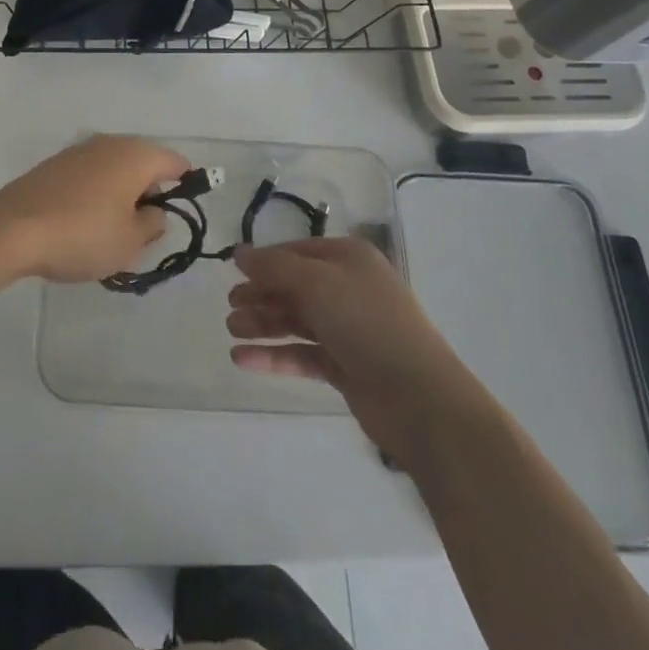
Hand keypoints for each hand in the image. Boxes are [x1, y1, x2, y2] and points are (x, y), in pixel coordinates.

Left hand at [0, 136, 181, 282]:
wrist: (12, 228)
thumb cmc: (83, 234)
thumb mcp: (130, 241)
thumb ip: (153, 224)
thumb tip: (154, 211)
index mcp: (136, 155)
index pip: (176, 162)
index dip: (185, 186)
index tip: (180, 214)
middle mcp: (111, 142)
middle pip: (145, 163)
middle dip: (150, 193)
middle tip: (144, 231)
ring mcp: (80, 149)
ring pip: (116, 169)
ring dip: (122, 194)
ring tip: (112, 232)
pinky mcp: (56, 163)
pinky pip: (91, 175)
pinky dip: (97, 193)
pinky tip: (84, 223)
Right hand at [228, 237, 460, 456]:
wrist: (419, 398)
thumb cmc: (366, 323)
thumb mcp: (316, 282)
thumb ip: (274, 267)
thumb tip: (239, 253)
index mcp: (348, 259)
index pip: (297, 251)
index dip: (265, 260)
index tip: (232, 271)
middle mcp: (348, 289)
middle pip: (294, 286)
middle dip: (261, 295)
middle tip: (229, 306)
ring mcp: (348, 329)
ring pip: (296, 321)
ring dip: (263, 324)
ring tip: (232, 332)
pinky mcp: (345, 367)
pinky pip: (302, 354)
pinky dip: (274, 355)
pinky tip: (243, 360)